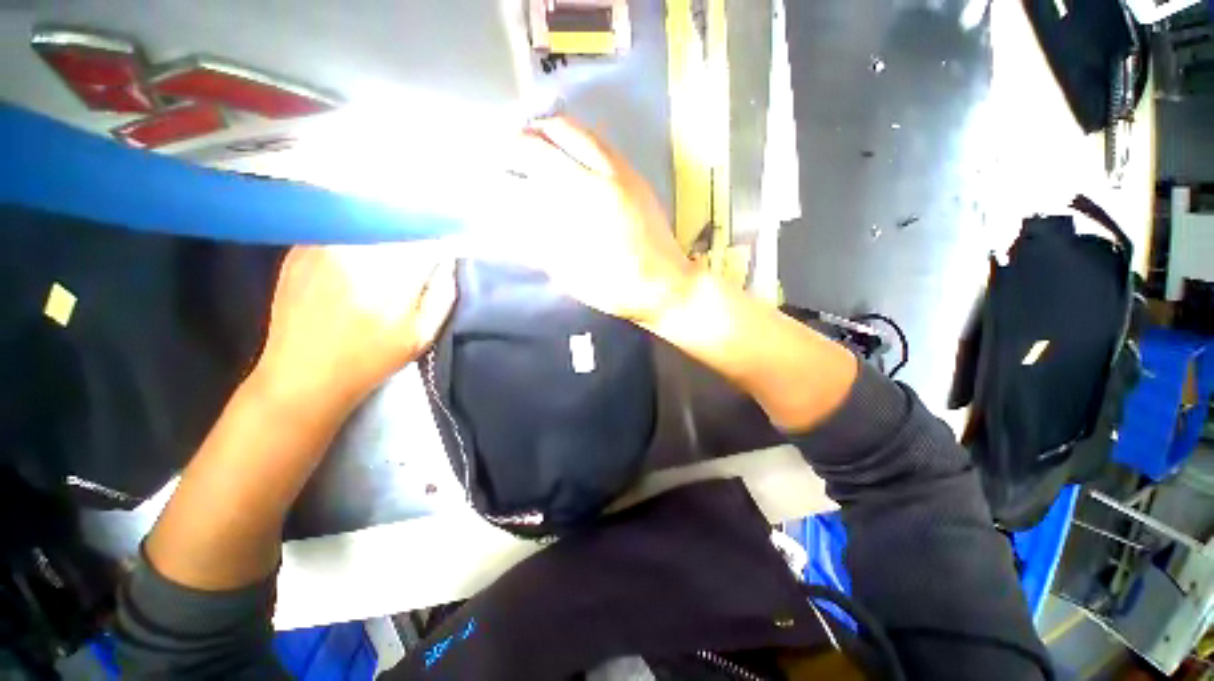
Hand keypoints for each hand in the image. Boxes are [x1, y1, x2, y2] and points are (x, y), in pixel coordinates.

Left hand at [253, 243, 456, 409]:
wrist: (302, 375)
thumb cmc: (370, 360)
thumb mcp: (421, 336)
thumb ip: (442, 295)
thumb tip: (448, 261)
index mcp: (392, 279)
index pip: (425, 239)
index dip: (439, 239)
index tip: (444, 245)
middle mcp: (355, 255)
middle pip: (395, 224)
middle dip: (412, 232)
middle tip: (418, 248)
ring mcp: (322, 248)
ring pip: (365, 221)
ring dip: (385, 229)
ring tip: (390, 249)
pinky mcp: (299, 250)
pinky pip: (339, 229)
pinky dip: (356, 234)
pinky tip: (358, 255)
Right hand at [506, 117, 697, 325]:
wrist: (667, 285)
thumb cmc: (618, 287)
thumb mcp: (572, 274)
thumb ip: (541, 242)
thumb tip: (516, 218)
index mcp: (586, 199)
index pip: (538, 156)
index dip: (511, 153)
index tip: (496, 162)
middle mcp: (606, 174)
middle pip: (561, 130)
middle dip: (529, 133)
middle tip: (512, 150)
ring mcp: (625, 172)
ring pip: (584, 131)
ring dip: (554, 134)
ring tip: (537, 150)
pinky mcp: (637, 178)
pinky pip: (602, 145)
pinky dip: (577, 143)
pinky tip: (569, 161)